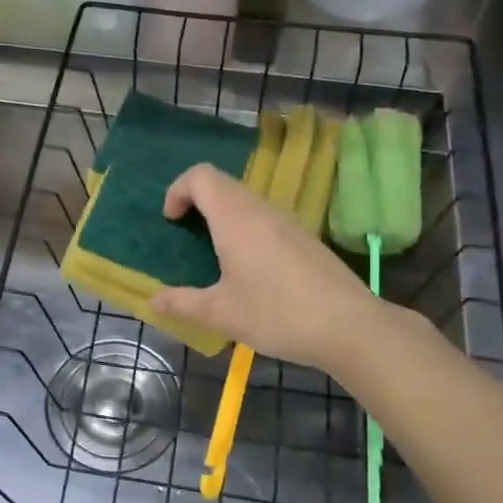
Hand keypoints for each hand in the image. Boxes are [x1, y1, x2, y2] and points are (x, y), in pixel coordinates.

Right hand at [148, 163, 388, 376]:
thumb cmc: (277, 314)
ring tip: (214, 256)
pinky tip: (250, 271)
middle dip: (197, 203)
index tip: (171, 223)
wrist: (349, 326)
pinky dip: (246, 230)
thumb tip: (153, 300)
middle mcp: (261, 209)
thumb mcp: (221, 314)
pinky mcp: (305, 238)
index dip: (178, 190)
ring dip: (223, 217)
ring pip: (246, 202)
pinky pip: (265, 219)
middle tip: (186, 238)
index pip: (201, 176)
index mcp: (236, 217)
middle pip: (222, 185)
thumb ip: (182, 303)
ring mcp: (288, 221)